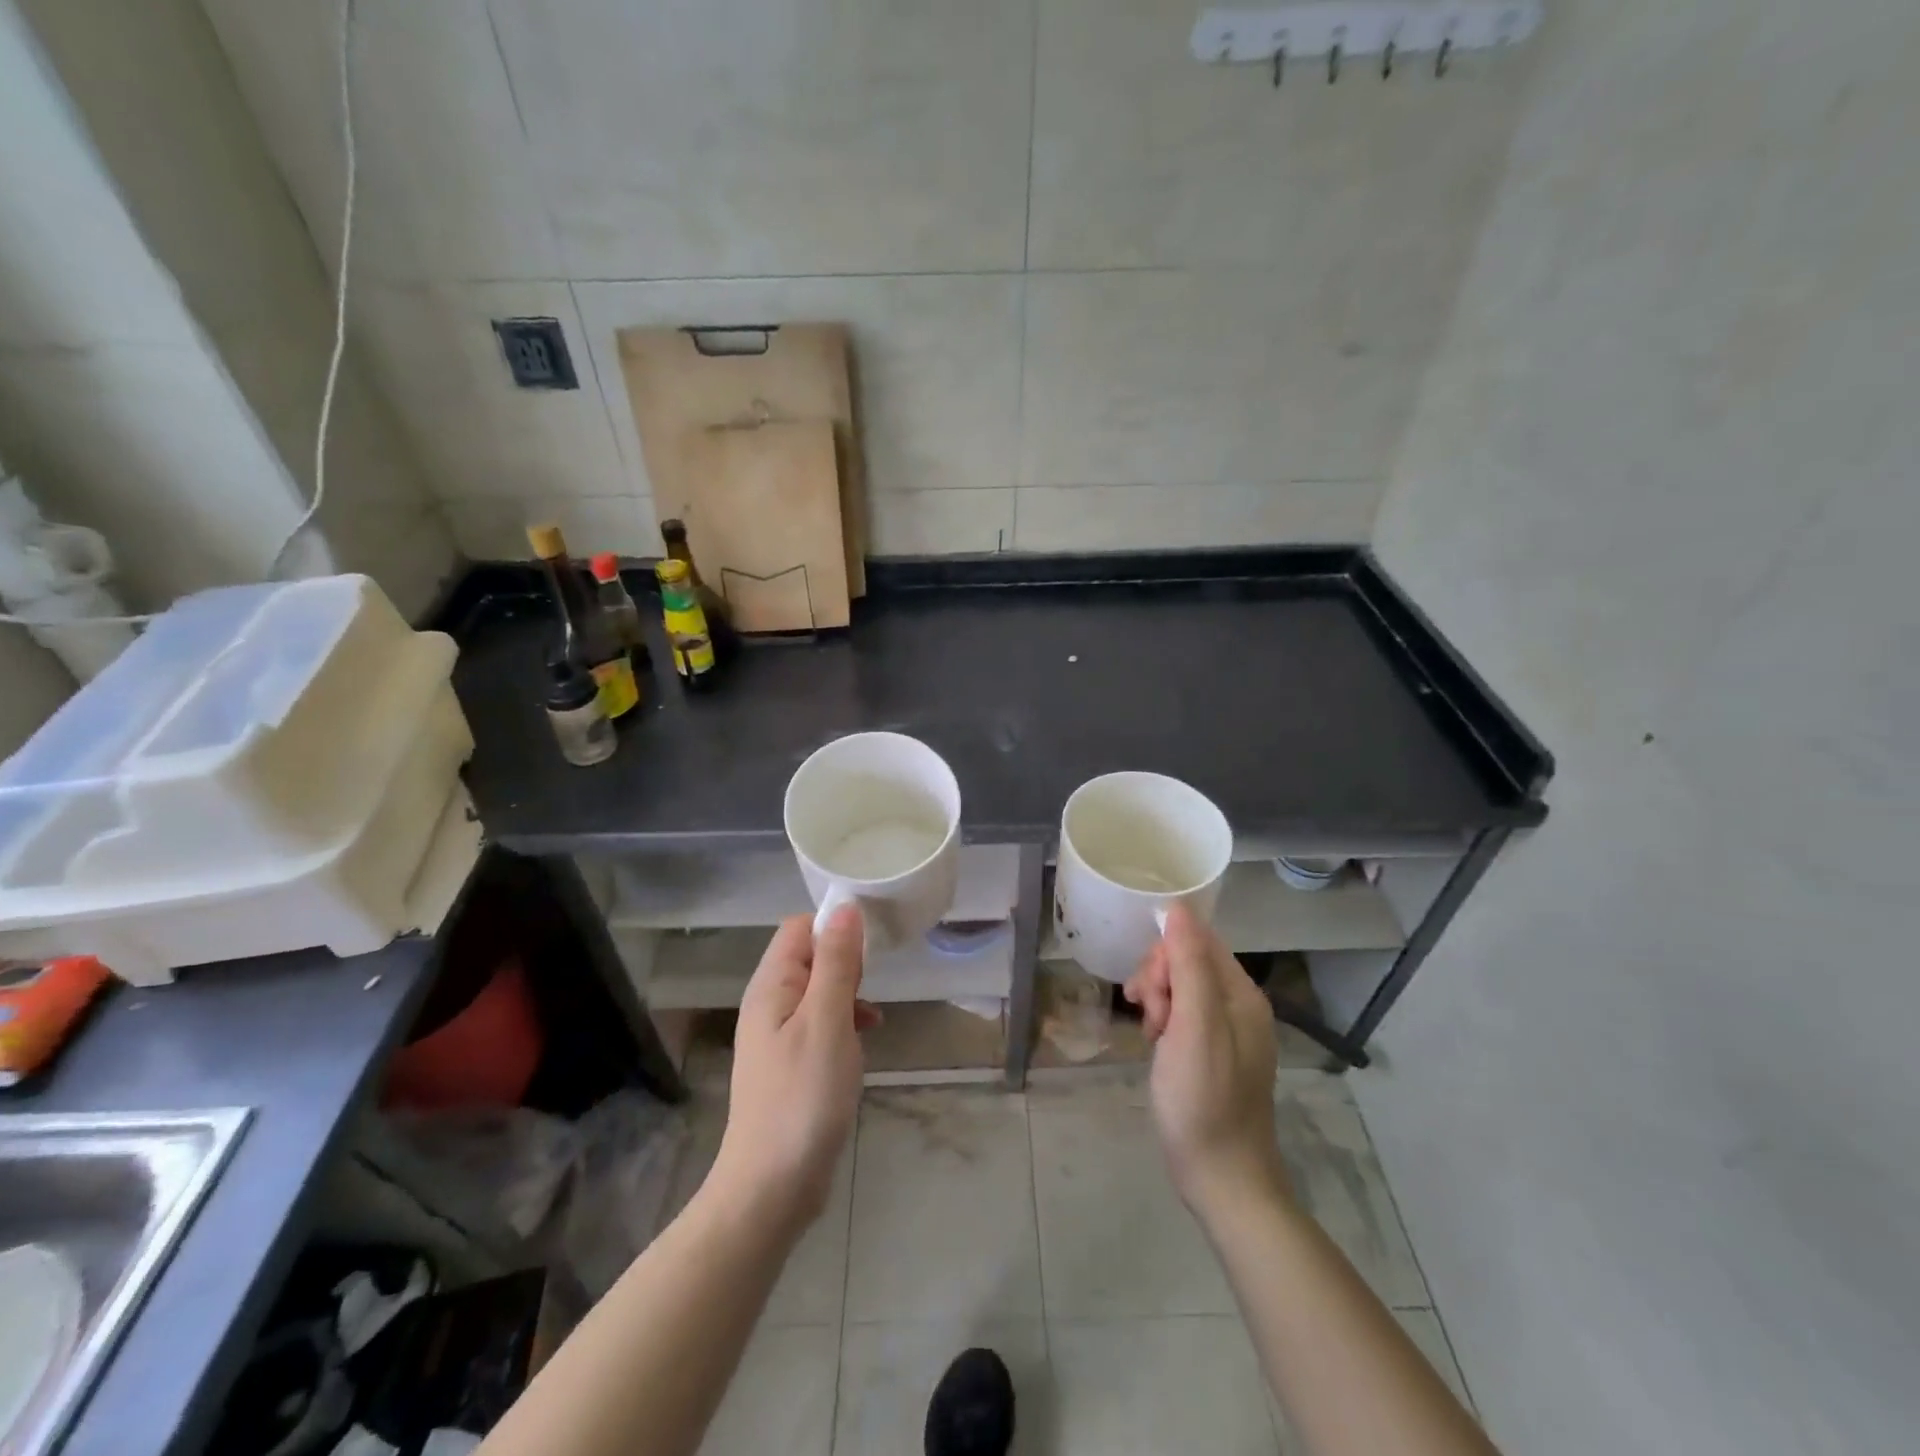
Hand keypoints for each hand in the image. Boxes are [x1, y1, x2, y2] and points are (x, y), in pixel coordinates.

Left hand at [710, 907, 877, 1230]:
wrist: (771, 1188)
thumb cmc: (802, 1097)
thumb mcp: (827, 1021)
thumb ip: (836, 963)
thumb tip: (845, 907)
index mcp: (770, 986)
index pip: (799, 928)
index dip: (834, 925)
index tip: (870, 944)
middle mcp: (769, 1003)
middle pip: (810, 956)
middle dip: (845, 962)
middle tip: (871, 987)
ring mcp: (778, 1035)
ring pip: (819, 990)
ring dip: (848, 994)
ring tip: (870, 1020)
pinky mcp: (791, 1063)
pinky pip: (821, 1022)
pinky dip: (844, 1023)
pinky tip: (863, 1041)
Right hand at [1124, 902, 1287, 1216]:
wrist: (1220, 1178)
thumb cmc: (1203, 1099)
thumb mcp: (1194, 1026)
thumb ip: (1189, 964)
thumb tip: (1178, 908)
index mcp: (1241, 994)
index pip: (1197, 940)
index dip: (1165, 955)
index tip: (1151, 992)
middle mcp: (1238, 1006)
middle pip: (1186, 961)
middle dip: (1158, 980)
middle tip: (1151, 1018)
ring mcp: (1225, 1031)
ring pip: (1179, 987)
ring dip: (1156, 1001)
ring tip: (1151, 1034)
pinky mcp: (1210, 1052)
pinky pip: (1180, 1015)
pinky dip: (1162, 1023)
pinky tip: (1155, 1045)